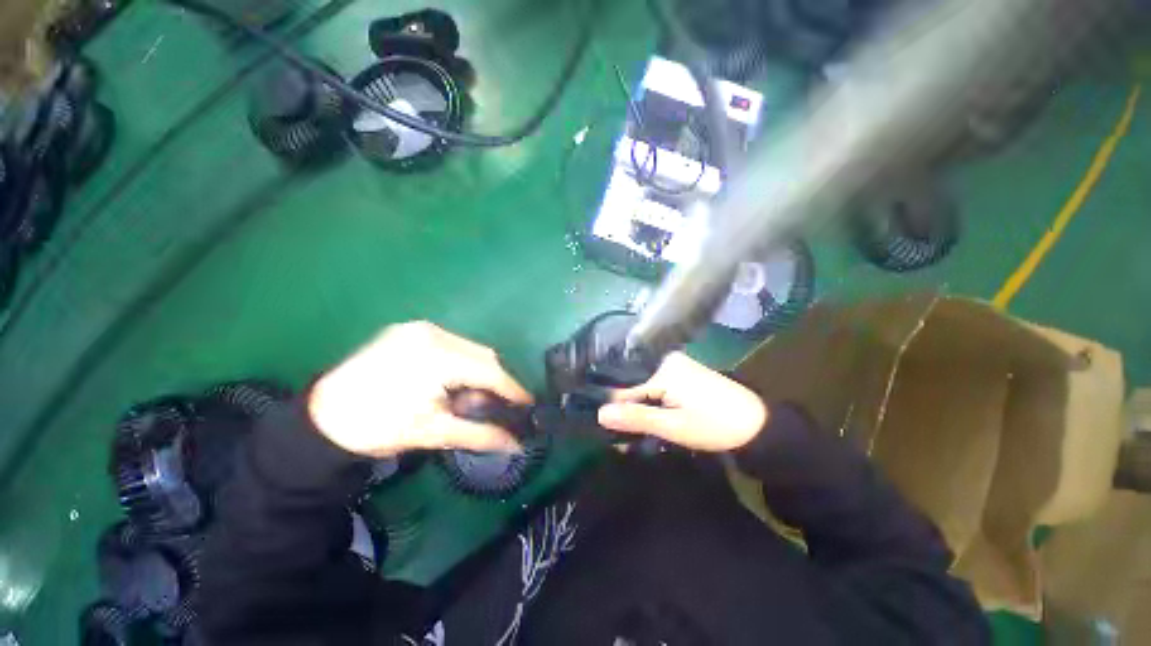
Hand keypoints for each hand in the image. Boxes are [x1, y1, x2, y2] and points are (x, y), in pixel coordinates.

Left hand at [308, 322, 531, 456]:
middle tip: (497, 404)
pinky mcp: (409, 330)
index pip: (490, 371)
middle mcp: (433, 333)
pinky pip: (451, 343)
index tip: (528, 403)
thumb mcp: (433, 432)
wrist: (322, 418)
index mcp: (438, 357)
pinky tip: (451, 380)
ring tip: (469, 396)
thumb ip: (480, 435)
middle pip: (483, 355)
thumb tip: (516, 444)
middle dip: (495, 380)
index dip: (512, 389)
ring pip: (469, 348)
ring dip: (478, 371)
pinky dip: (460, 362)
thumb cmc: (378, 427)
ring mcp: (419, 328)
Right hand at [597, 352, 766, 451]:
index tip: (610, 431)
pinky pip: (657, 386)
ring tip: (636, 432)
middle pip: (633, 384)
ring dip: (640, 408)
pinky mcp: (683, 373)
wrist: (758, 426)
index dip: (617, 410)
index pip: (624, 387)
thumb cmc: (715, 426)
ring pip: (644, 386)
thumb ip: (635, 418)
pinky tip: (651, 418)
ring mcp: (675, 365)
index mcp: (662, 367)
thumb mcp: (673, 426)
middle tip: (624, 436)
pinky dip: (652, 403)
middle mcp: (666, 360)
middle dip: (628, 409)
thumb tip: (599, 413)